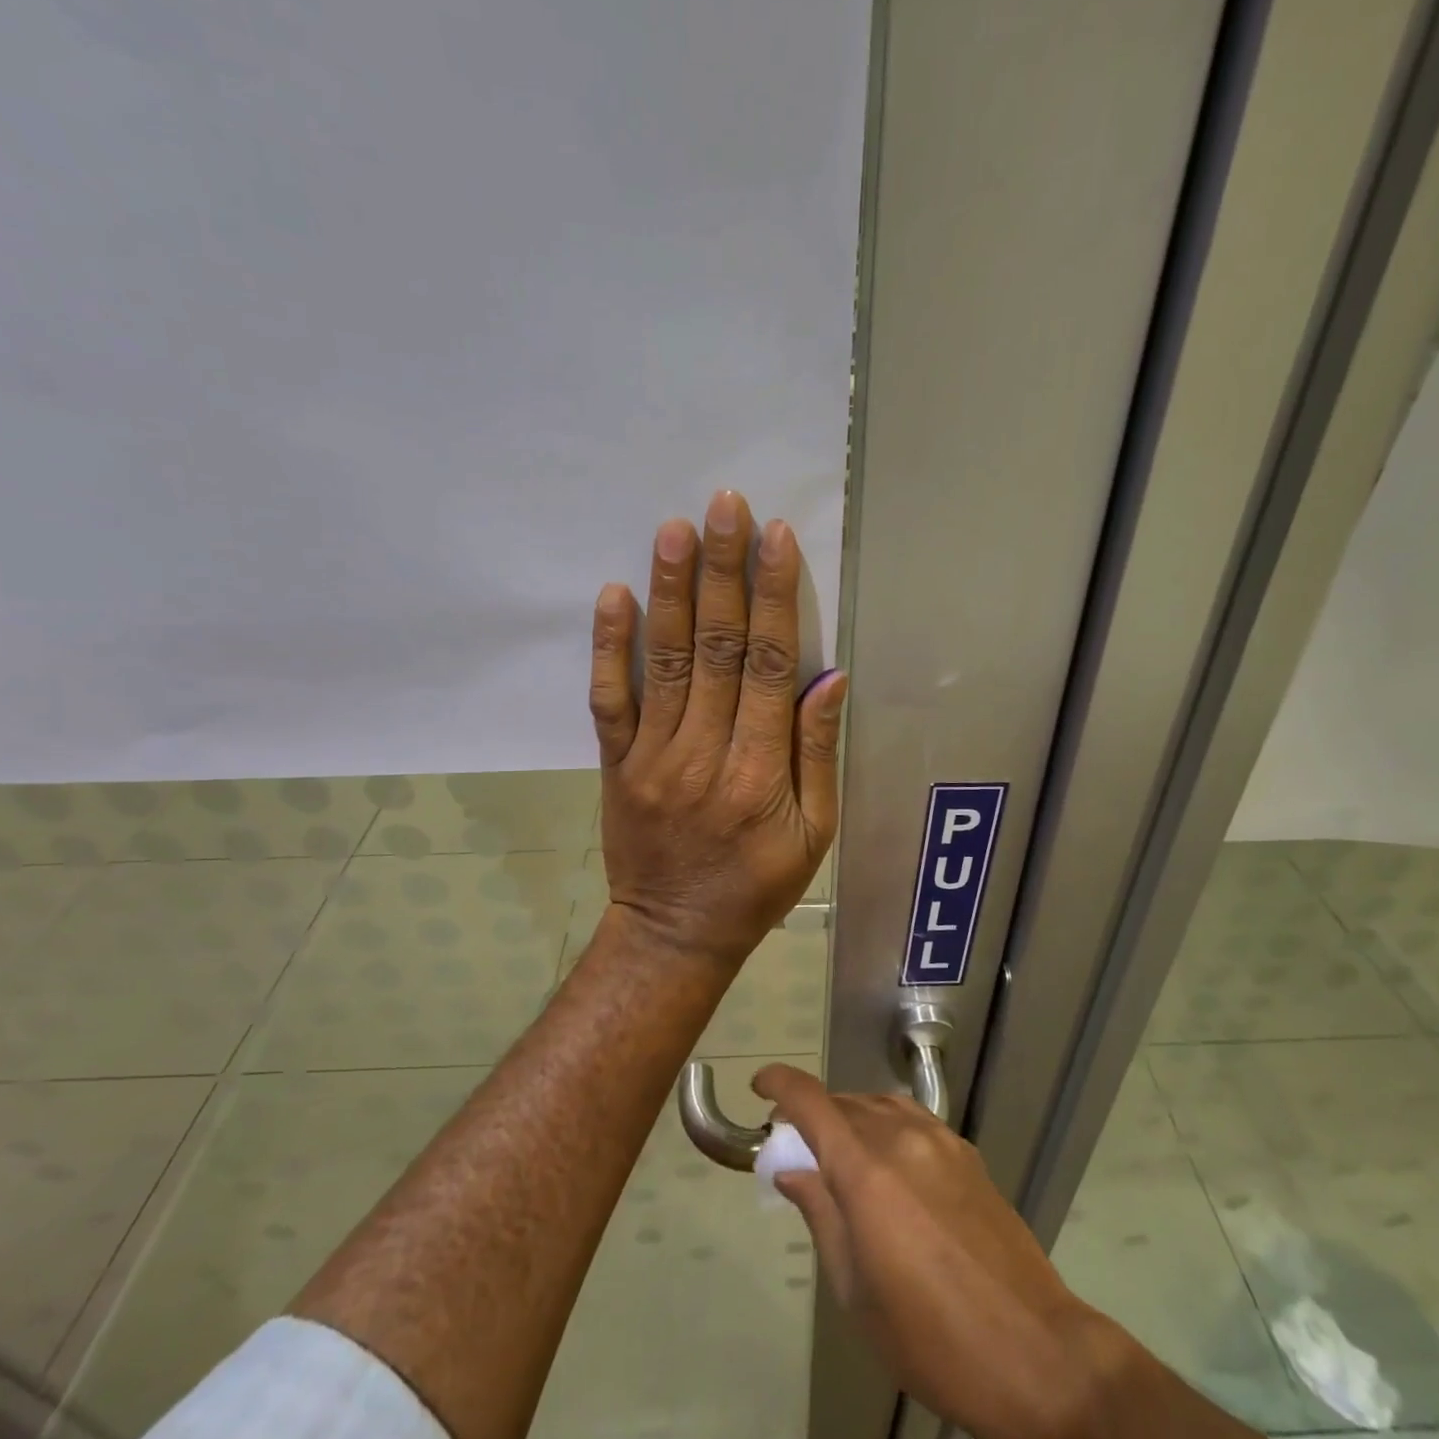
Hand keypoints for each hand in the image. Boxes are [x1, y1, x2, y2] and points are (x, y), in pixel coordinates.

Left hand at [587, 490, 847, 966]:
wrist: (675, 932)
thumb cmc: (757, 885)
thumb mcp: (814, 834)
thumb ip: (817, 754)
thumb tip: (829, 679)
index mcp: (761, 771)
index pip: (771, 666)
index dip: (775, 598)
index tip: (774, 538)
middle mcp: (705, 752)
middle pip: (718, 648)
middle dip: (723, 572)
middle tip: (724, 505)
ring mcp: (653, 756)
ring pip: (664, 661)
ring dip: (670, 591)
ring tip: (674, 530)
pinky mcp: (617, 764)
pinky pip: (609, 701)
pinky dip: (609, 648)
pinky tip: (613, 596)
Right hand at [753, 1064, 1123, 1438]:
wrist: (1036, 1352)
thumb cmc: (932, 1337)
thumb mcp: (857, 1291)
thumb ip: (821, 1215)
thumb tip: (792, 1169)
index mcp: (866, 1171)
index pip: (811, 1101)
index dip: (779, 1084)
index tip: (760, 1087)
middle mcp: (901, 1137)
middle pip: (844, 1102)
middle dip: (812, 1114)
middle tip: (797, 1148)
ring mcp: (940, 1140)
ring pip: (879, 1104)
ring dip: (850, 1117)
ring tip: (840, 1154)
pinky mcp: (967, 1153)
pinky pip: (912, 1119)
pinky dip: (886, 1124)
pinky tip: (889, 1164)